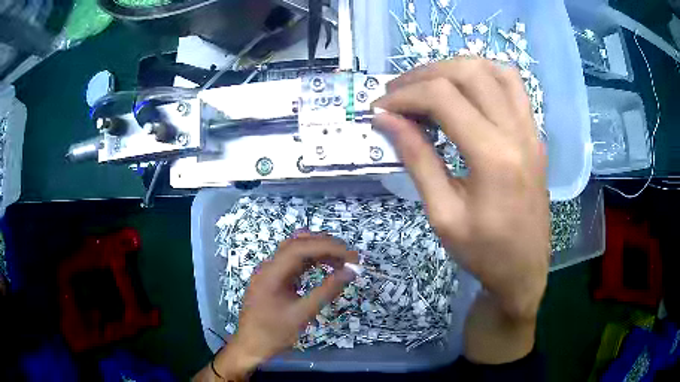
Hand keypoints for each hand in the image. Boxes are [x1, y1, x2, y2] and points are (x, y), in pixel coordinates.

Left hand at [195, 235, 357, 380]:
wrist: (250, 346)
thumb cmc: (273, 334)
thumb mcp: (302, 315)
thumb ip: (326, 292)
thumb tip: (350, 272)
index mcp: (271, 272)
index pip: (300, 248)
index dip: (328, 247)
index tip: (351, 257)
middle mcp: (269, 266)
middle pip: (298, 243)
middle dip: (325, 245)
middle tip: (350, 257)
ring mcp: (270, 272)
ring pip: (296, 251)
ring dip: (319, 251)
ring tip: (342, 261)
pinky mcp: (274, 279)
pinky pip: (294, 263)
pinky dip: (312, 262)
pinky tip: (326, 267)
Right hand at [373, 58, 548, 362]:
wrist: (524, 269)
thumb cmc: (483, 252)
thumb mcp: (443, 214)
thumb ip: (417, 159)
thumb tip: (386, 120)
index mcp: (493, 157)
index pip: (443, 98)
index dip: (404, 96)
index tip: (380, 108)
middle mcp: (517, 132)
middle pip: (468, 72)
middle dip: (424, 75)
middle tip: (398, 94)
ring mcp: (531, 130)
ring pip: (494, 70)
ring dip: (455, 68)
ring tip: (429, 86)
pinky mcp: (535, 134)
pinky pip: (513, 85)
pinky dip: (485, 75)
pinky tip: (467, 91)